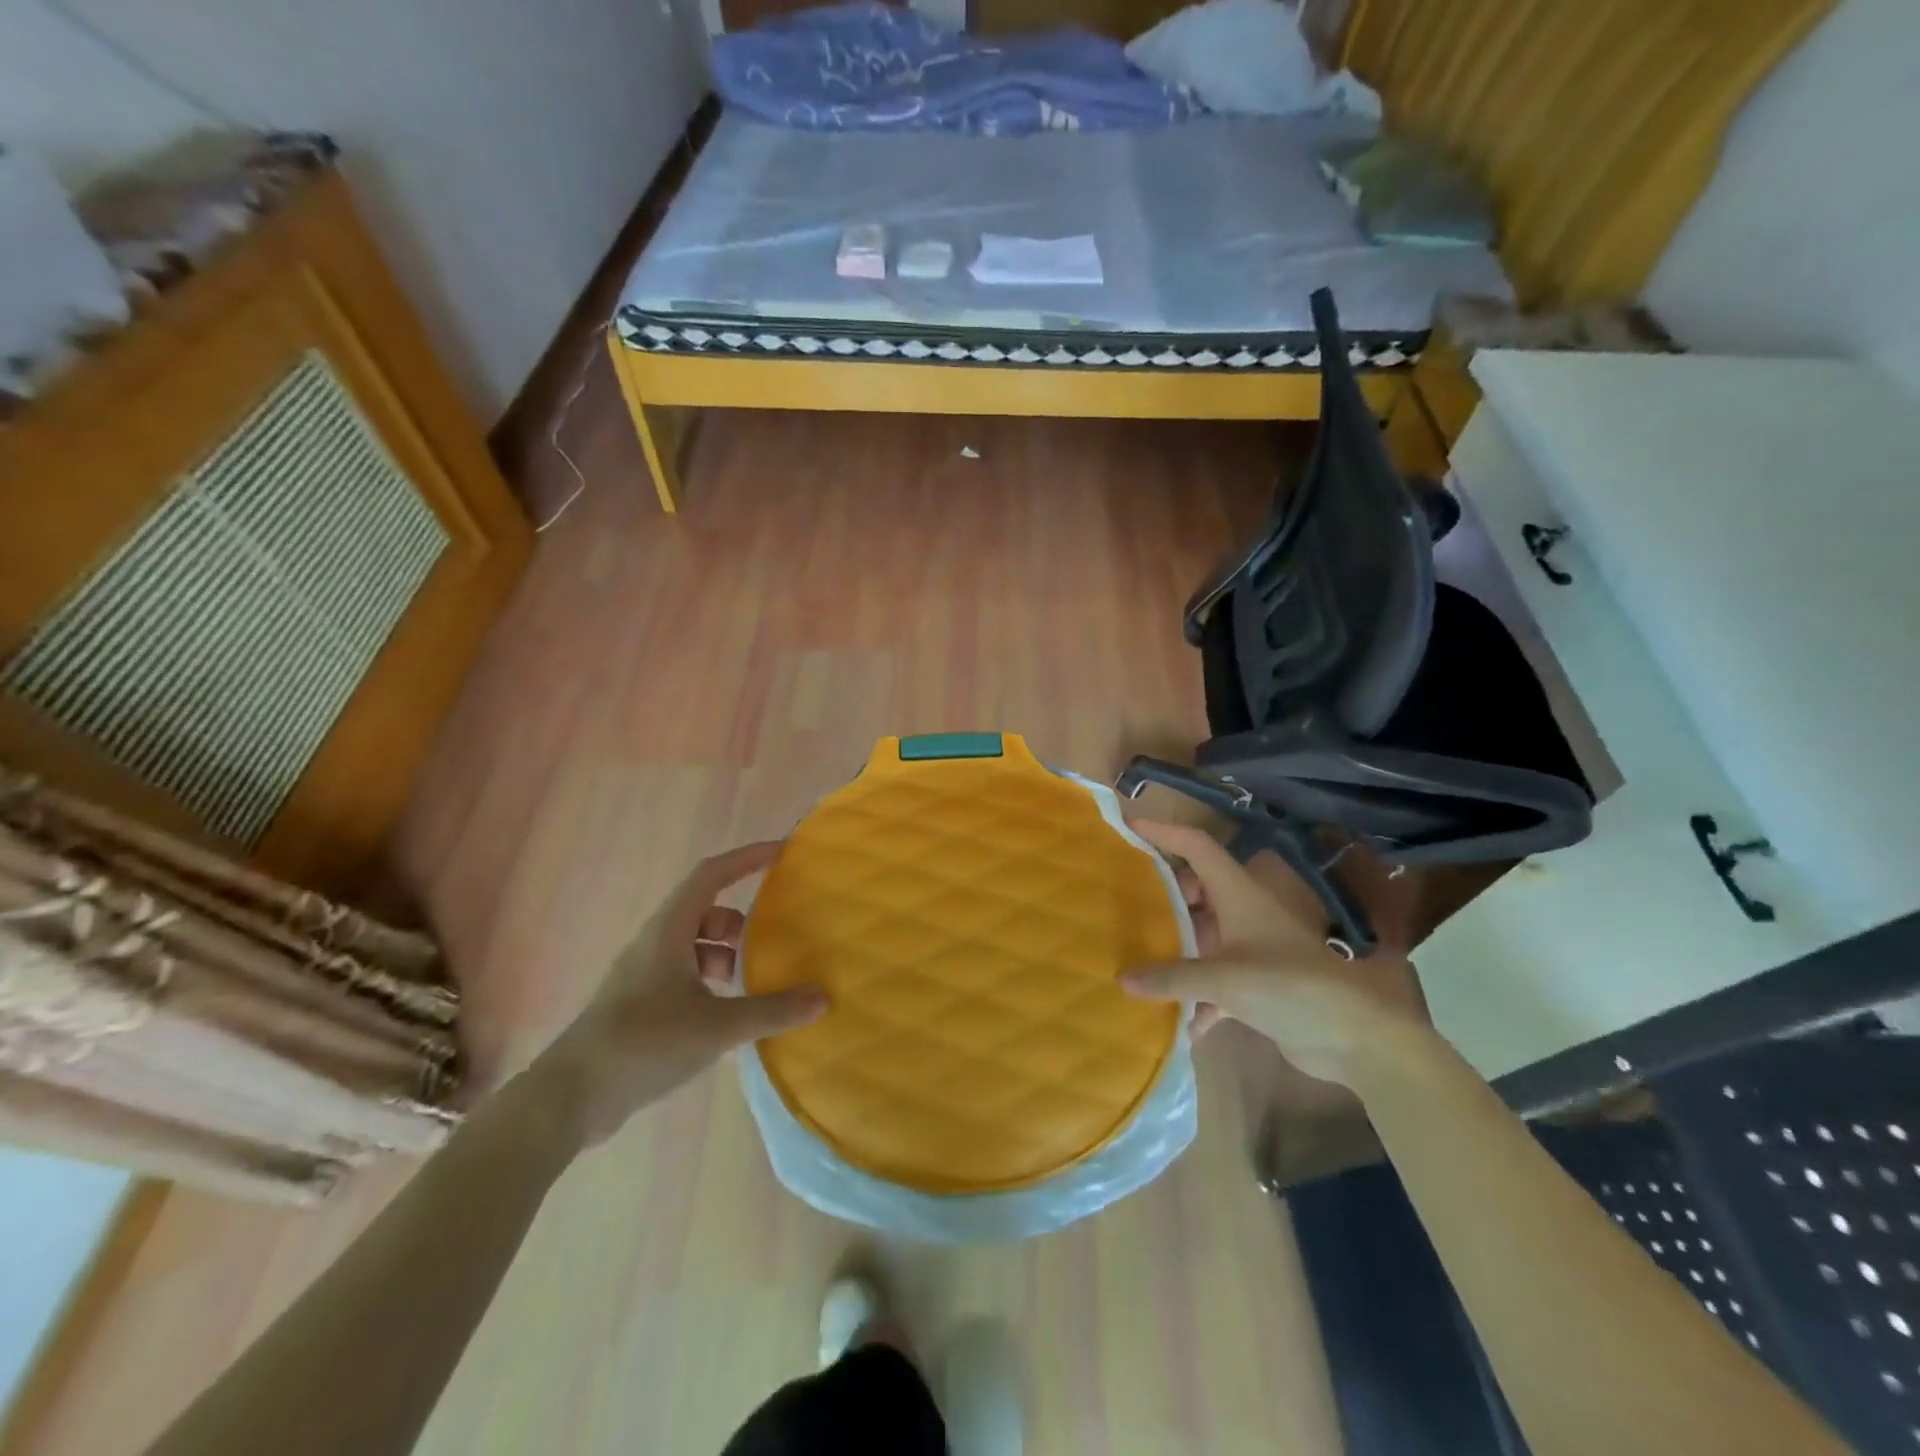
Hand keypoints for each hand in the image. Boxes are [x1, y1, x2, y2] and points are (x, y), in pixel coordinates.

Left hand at [536, 842, 825, 1146]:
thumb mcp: (716, 1027)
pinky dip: (712, 983)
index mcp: (669, 931)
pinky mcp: (640, 1003)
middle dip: (742, 921)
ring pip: (696, 945)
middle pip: (706, 910)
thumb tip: (822, 997)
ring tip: (753, 985)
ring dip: (727, 955)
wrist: (570, 1098)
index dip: (748, 857)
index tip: (784, 853)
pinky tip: (729, 1017)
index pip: (712, 874)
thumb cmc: (644, 1044)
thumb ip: (772, 1011)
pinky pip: (686, 975)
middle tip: (774, 941)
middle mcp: (655, 943)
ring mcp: (644, 974)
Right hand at [1124, 820, 1427, 1085]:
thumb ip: (1172, 977)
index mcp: (1239, 894)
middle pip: (1197, 889)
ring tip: (1137, 954)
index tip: (1129, 827)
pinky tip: (1177, 1024)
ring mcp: (1251, 951)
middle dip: (1164, 894)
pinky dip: (1196, 999)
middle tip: (1128, 902)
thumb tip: (1122, 980)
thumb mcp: (1225, 978)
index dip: (1166, 832)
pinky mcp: (1257, 986)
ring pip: (1203, 936)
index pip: (1198, 847)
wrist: (1354, 1037)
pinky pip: (1214, 984)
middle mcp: (1243, 914)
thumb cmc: (1289, 986)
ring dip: (1176, 947)